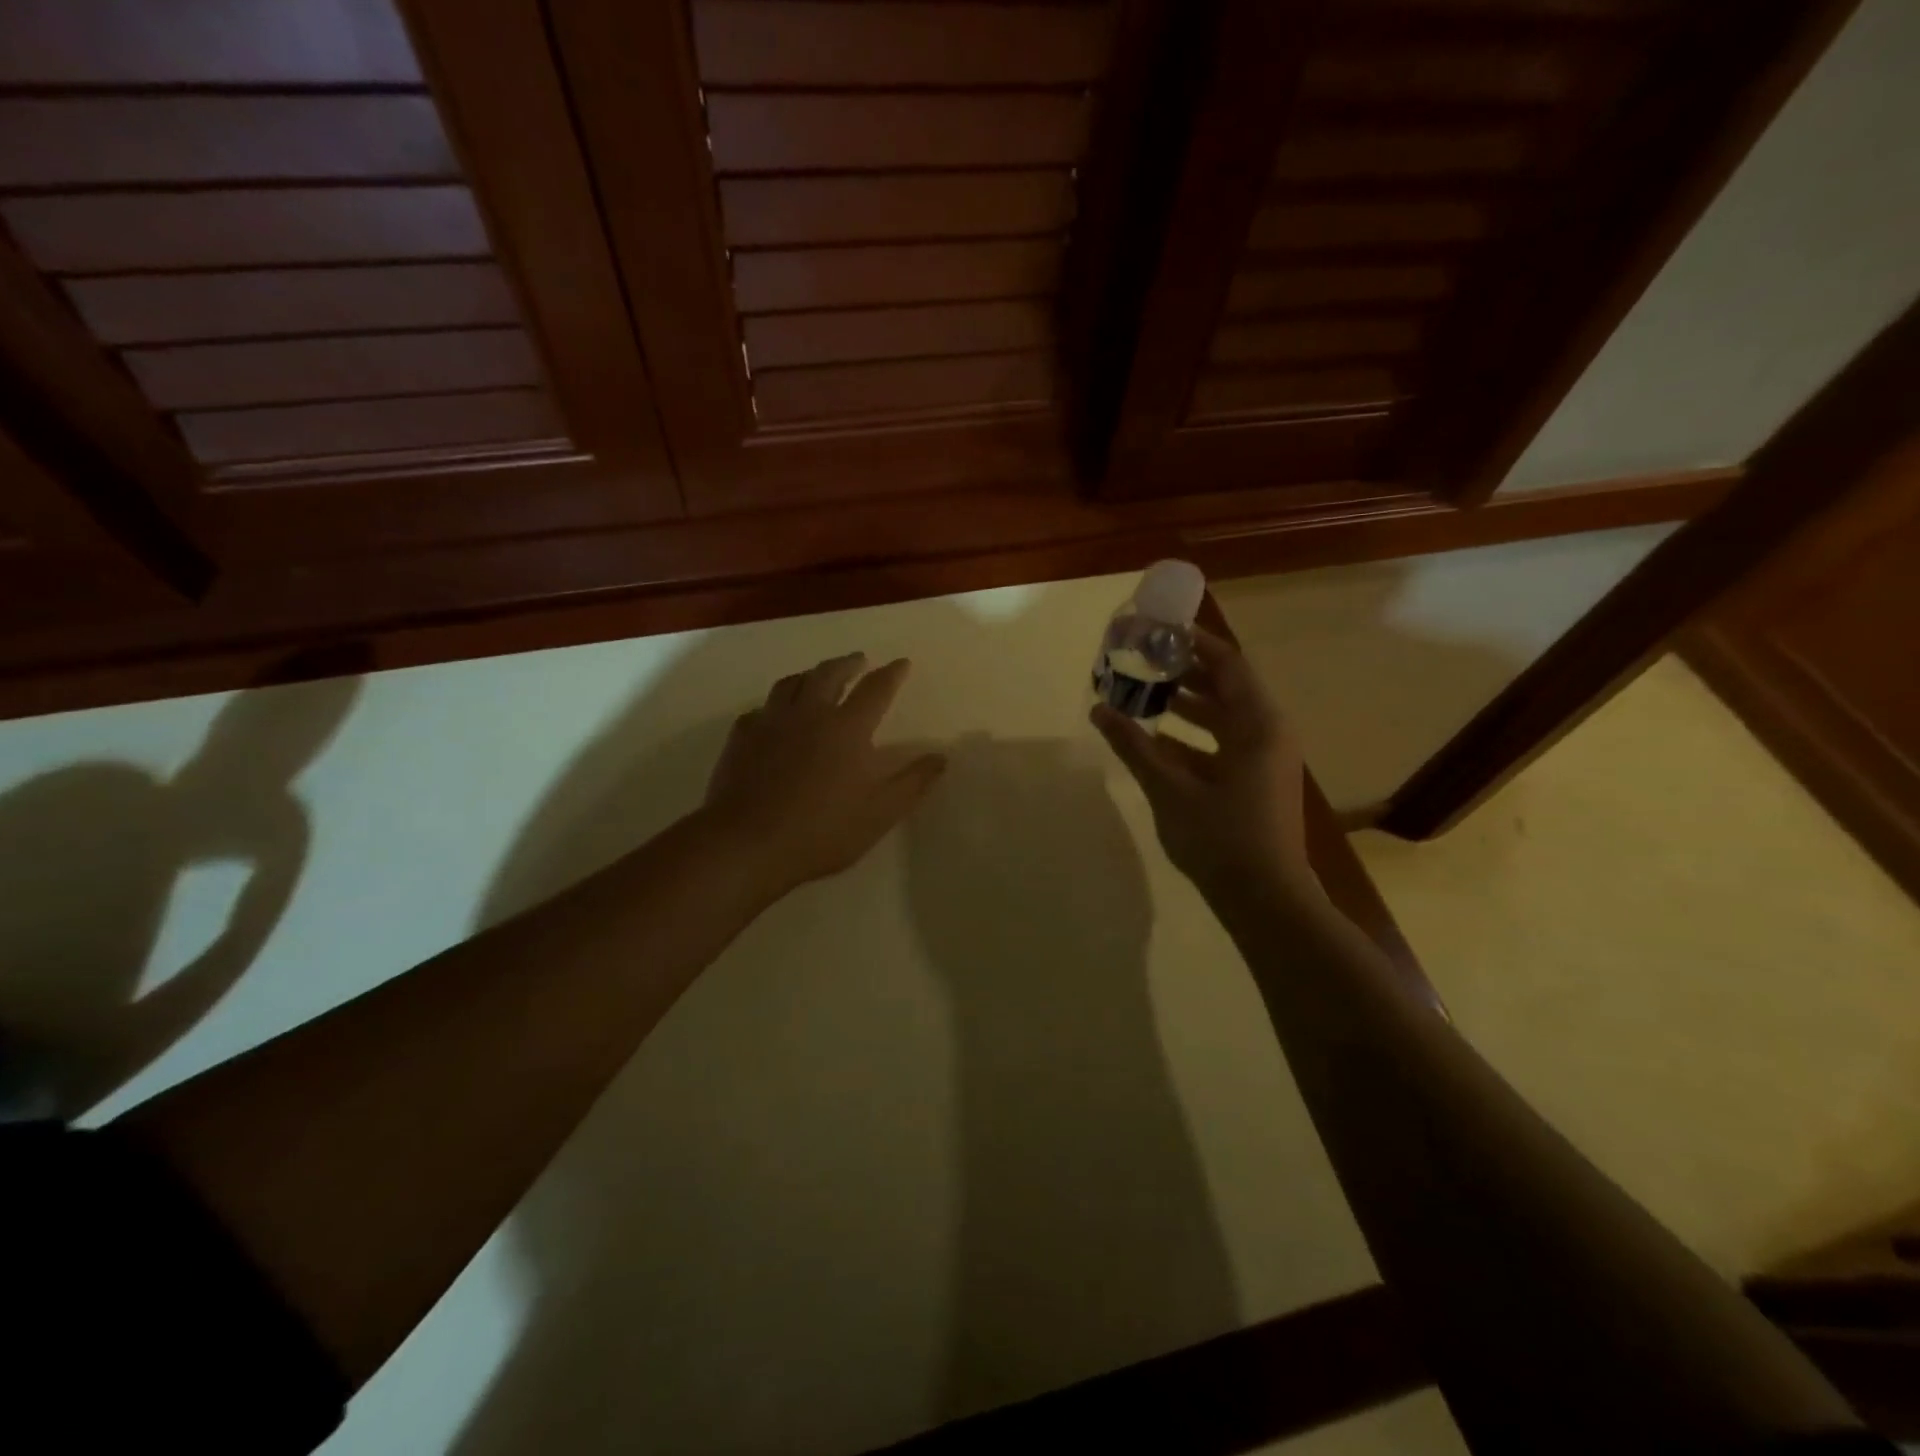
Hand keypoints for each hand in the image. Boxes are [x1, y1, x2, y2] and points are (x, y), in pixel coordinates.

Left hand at [703, 653, 945, 901]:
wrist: (747, 843)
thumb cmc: (822, 830)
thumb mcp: (880, 813)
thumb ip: (913, 783)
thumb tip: (940, 757)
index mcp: (847, 728)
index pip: (876, 689)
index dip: (892, 674)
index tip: (902, 663)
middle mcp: (810, 713)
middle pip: (829, 674)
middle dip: (848, 663)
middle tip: (858, 659)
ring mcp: (771, 722)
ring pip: (791, 683)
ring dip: (810, 674)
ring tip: (817, 676)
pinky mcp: (742, 737)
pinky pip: (761, 708)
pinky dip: (775, 704)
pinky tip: (774, 714)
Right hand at [1091, 630, 1311, 900]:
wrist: (1265, 900)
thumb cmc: (1221, 838)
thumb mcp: (1170, 788)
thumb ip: (1134, 746)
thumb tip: (1098, 710)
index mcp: (1257, 724)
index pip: (1227, 663)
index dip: (1192, 642)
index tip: (1156, 629)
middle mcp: (1267, 733)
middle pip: (1225, 687)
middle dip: (1183, 672)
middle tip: (1141, 659)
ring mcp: (1263, 760)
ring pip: (1222, 718)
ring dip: (1185, 705)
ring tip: (1142, 694)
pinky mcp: (1254, 783)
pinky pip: (1221, 745)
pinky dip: (1190, 738)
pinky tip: (1154, 742)